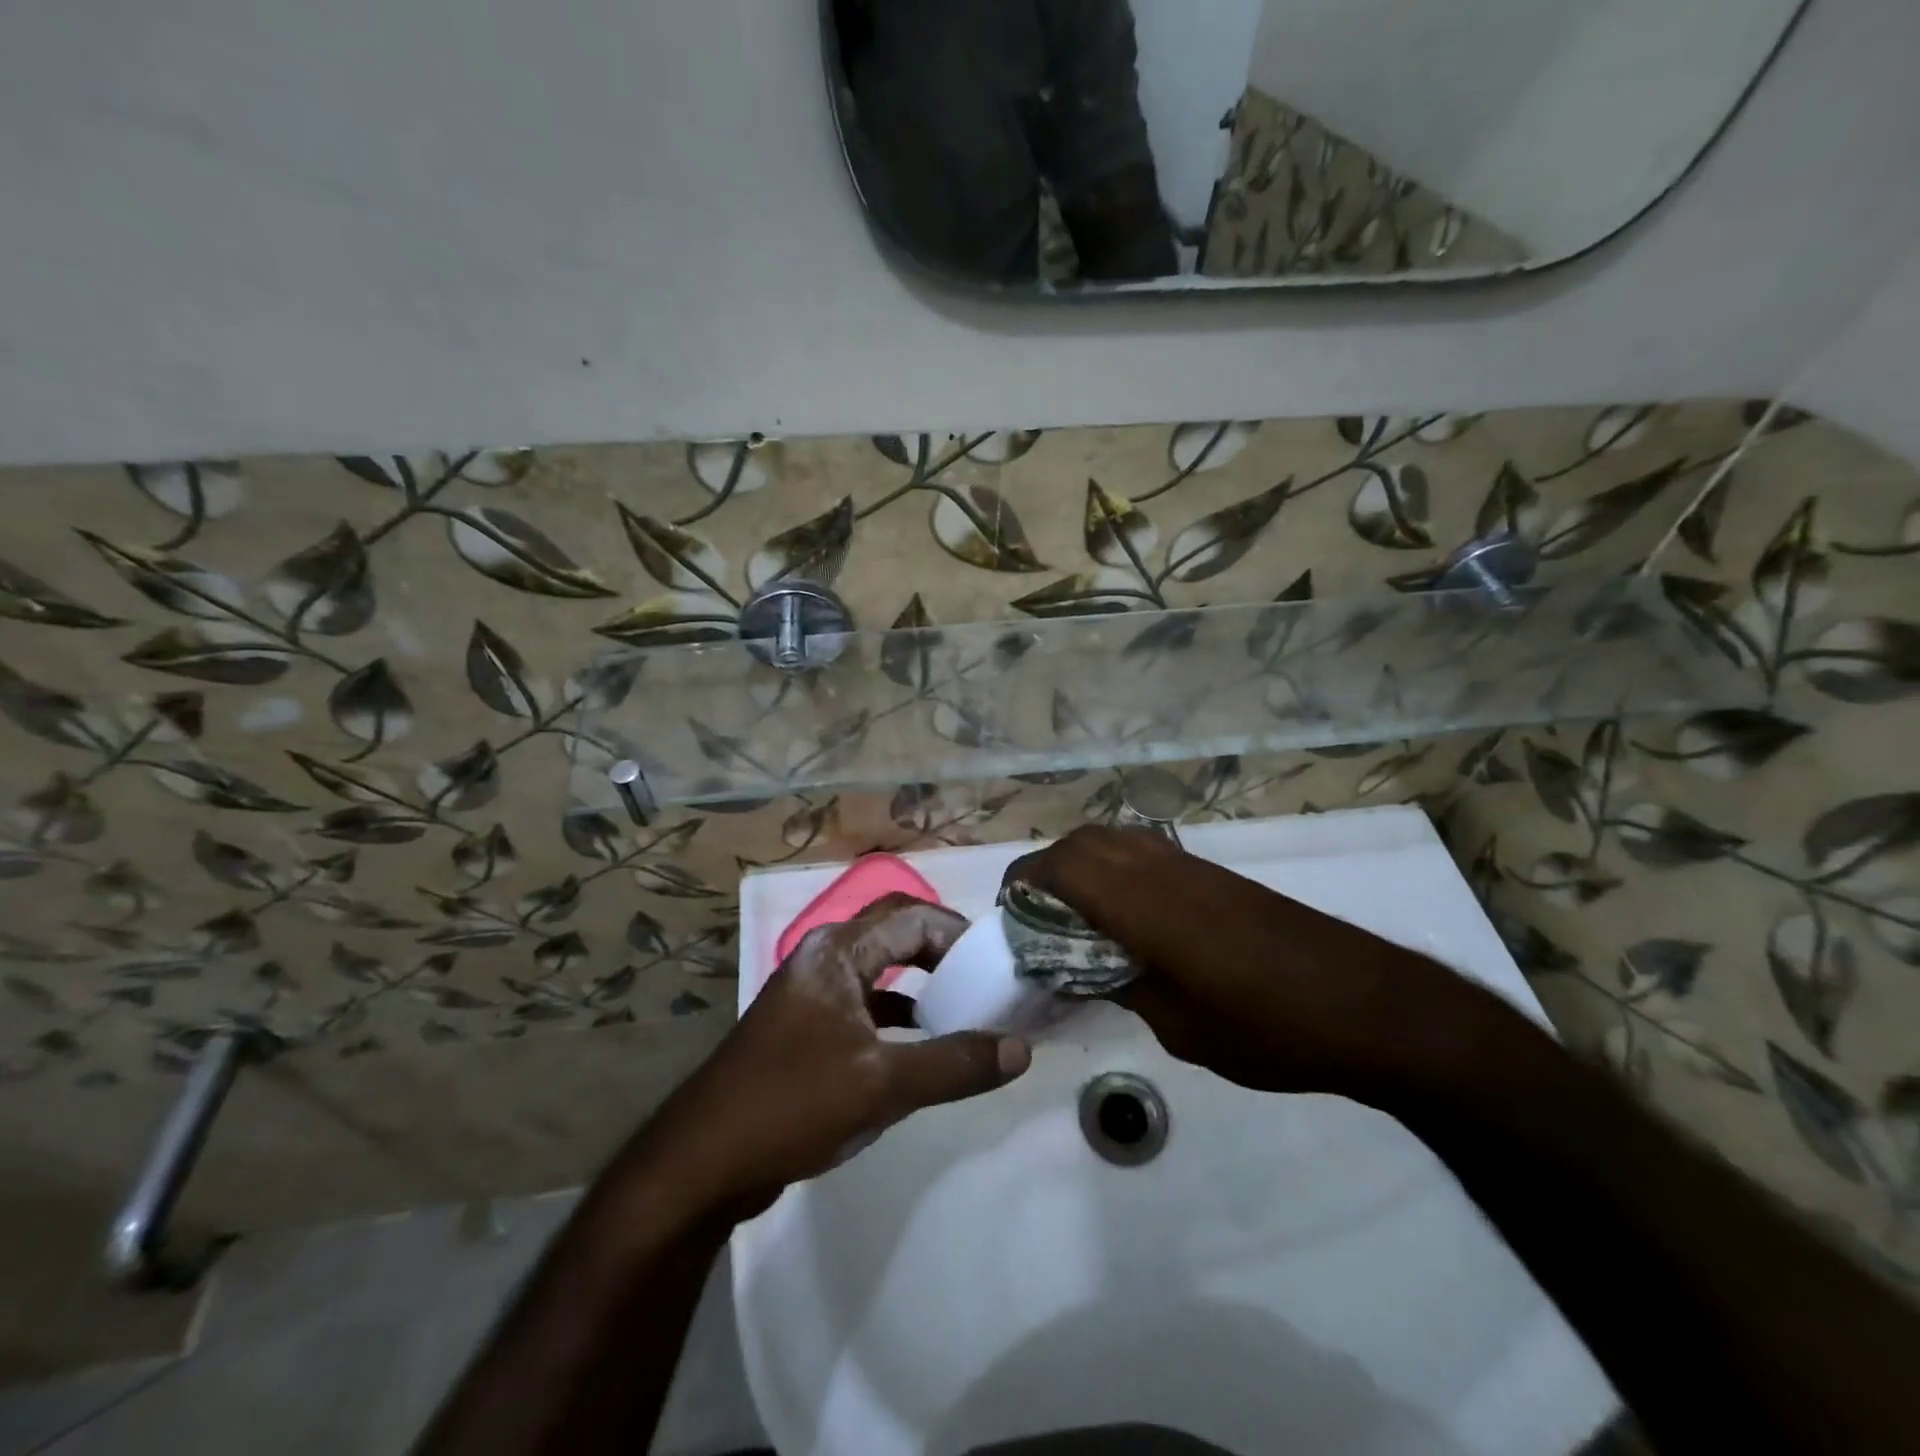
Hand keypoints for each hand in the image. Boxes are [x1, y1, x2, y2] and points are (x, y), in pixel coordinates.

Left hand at [631, 894, 1031, 1220]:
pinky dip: (898, 1014)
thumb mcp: (883, 1085)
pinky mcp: (806, 1027)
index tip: (996, 965)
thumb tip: (1022, 1049)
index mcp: (838, 952)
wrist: (701, 1162)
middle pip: (896, 933)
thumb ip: (955, 1063)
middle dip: (942, 952)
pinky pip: (865, 1003)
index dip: (959, 934)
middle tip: (983, 982)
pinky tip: (921, 1045)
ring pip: (880, 970)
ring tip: (964, 1011)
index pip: (913, 916)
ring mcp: (812, 993)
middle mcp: (824, 958)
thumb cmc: (792, 1104)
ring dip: (921, 983)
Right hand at [1009, 826, 1510, 1104]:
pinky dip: (1120, 868)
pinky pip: (1149, 852)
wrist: (1371, 1007)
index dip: (1027, 880)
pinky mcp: (1220, 876)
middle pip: (1087, 839)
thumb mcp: (1183, 1027)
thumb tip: (1093, 968)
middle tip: (1040, 914)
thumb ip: (1128, 987)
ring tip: (1079, 912)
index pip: (1065, 867)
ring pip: (1119, 837)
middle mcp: (1164, 871)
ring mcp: (1195, 867)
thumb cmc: (1270, 1028)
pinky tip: (1131, 916)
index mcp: (1145, 905)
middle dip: (1051, 866)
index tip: (1010, 911)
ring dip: (1086, 861)